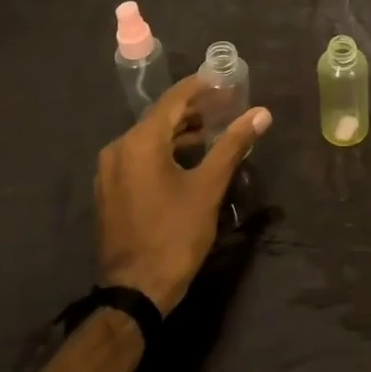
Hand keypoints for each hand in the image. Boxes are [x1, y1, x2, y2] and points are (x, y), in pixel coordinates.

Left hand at [95, 76, 271, 315]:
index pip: (173, 100)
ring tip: (215, 130)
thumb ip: (232, 145)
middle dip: (194, 109)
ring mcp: (110, 172)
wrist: (135, 292)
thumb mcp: (209, 187)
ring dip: (181, 132)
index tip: (226, 79)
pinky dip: (166, 151)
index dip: (201, 86)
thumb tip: (261, 114)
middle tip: (227, 105)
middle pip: (160, 117)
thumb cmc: (174, 234)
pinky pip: (140, 157)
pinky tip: (190, 159)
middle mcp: (118, 149)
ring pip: (150, 138)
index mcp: (139, 142)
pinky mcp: (110, 191)